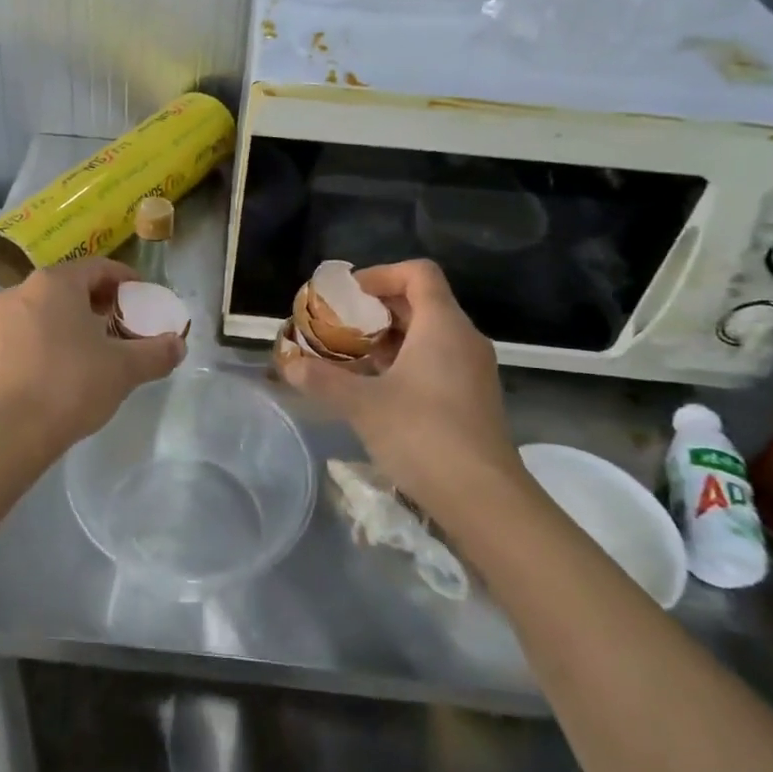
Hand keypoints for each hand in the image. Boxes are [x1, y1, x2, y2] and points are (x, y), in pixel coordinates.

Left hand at [0, 258, 183, 453]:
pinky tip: (64, 369)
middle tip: (122, 324)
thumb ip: (156, 353)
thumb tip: (178, 345)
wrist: (8, 432)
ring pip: (46, 310)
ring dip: (72, 321)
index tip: (143, 299)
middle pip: (70, 286)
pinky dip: (49, 340)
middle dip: (99, 302)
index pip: (99, 267)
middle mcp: (22, 291)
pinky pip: (27, 333)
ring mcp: (0, 320)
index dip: (126, 280)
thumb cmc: (71, 385)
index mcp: (55, 283)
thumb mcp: (124, 369)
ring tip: (95, 349)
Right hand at [276, 260, 521, 514]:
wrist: (484, 499)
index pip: (418, 272)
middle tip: (339, 325)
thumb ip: (323, 380)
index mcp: (443, 325)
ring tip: (350, 357)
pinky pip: (436, 360)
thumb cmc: (423, 436)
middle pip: (421, 302)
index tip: (348, 295)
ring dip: (388, 338)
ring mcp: (472, 370)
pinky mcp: (472, 398)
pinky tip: (376, 389)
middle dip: (376, 309)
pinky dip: (404, 362)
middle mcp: (463, 338)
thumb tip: (288, 365)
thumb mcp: (363, 405)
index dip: (381, 274)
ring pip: (428, 334)